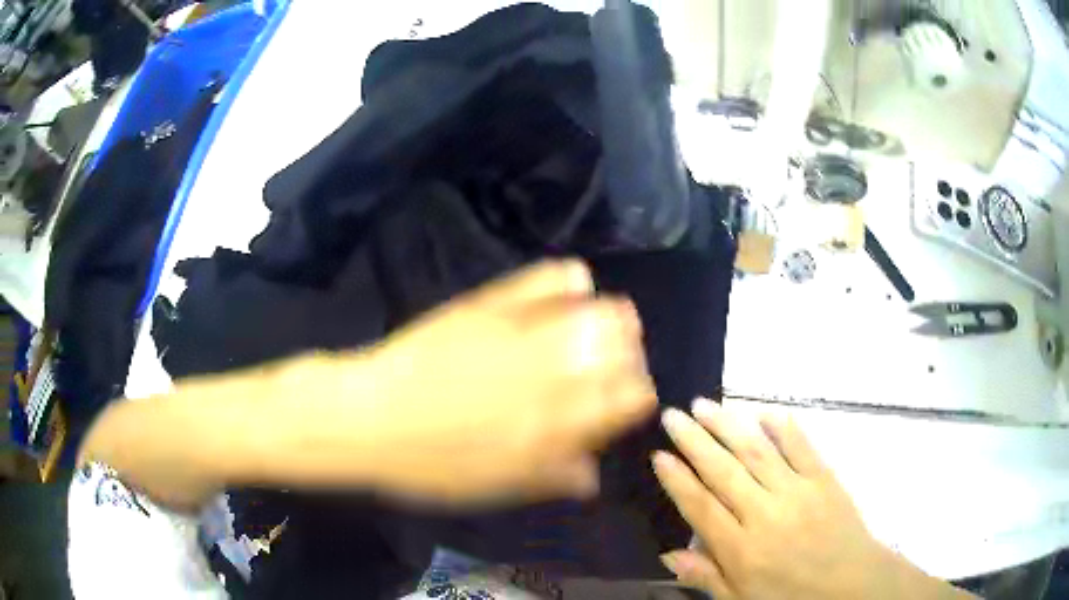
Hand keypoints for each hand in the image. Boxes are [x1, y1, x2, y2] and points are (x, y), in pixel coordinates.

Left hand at [285, 260, 656, 505]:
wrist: (369, 418)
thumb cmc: (430, 465)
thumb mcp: (496, 487)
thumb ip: (551, 478)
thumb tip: (593, 474)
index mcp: (556, 425)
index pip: (628, 399)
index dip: (637, 396)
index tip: (629, 397)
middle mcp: (551, 374)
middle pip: (620, 352)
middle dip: (629, 356)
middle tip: (618, 360)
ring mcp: (521, 332)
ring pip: (596, 313)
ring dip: (612, 315)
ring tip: (609, 318)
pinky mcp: (490, 304)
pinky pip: (544, 279)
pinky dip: (567, 278)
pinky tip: (575, 282)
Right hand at [652, 400, 973, 599]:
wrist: (852, 584)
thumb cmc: (792, 597)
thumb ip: (707, 578)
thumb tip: (668, 557)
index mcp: (742, 548)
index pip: (701, 507)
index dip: (677, 480)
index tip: (659, 455)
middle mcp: (765, 513)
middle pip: (723, 471)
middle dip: (694, 441)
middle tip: (673, 415)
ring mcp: (797, 491)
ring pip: (756, 451)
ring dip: (728, 425)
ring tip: (705, 404)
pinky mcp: (824, 478)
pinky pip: (801, 447)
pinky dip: (782, 427)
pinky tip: (765, 411)